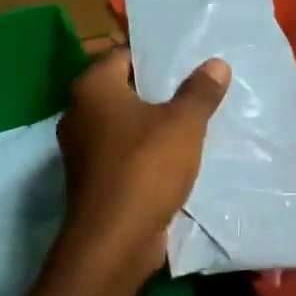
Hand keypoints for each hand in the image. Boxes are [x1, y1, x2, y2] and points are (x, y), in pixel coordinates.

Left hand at [55, 48, 230, 290]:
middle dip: (160, 90)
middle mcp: (79, 114)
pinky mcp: (94, 179)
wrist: (115, 240)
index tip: (189, 59)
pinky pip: (125, 153)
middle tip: (200, 87)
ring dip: (156, 123)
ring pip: (126, 124)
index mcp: (92, 89)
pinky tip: (179, 156)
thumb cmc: (145, 168)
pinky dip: (148, 151)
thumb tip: (216, 64)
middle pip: (125, 89)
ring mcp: (84, 149)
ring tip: (196, 119)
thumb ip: (200, 91)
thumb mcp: (183, 124)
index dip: (157, 56)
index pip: (124, 55)